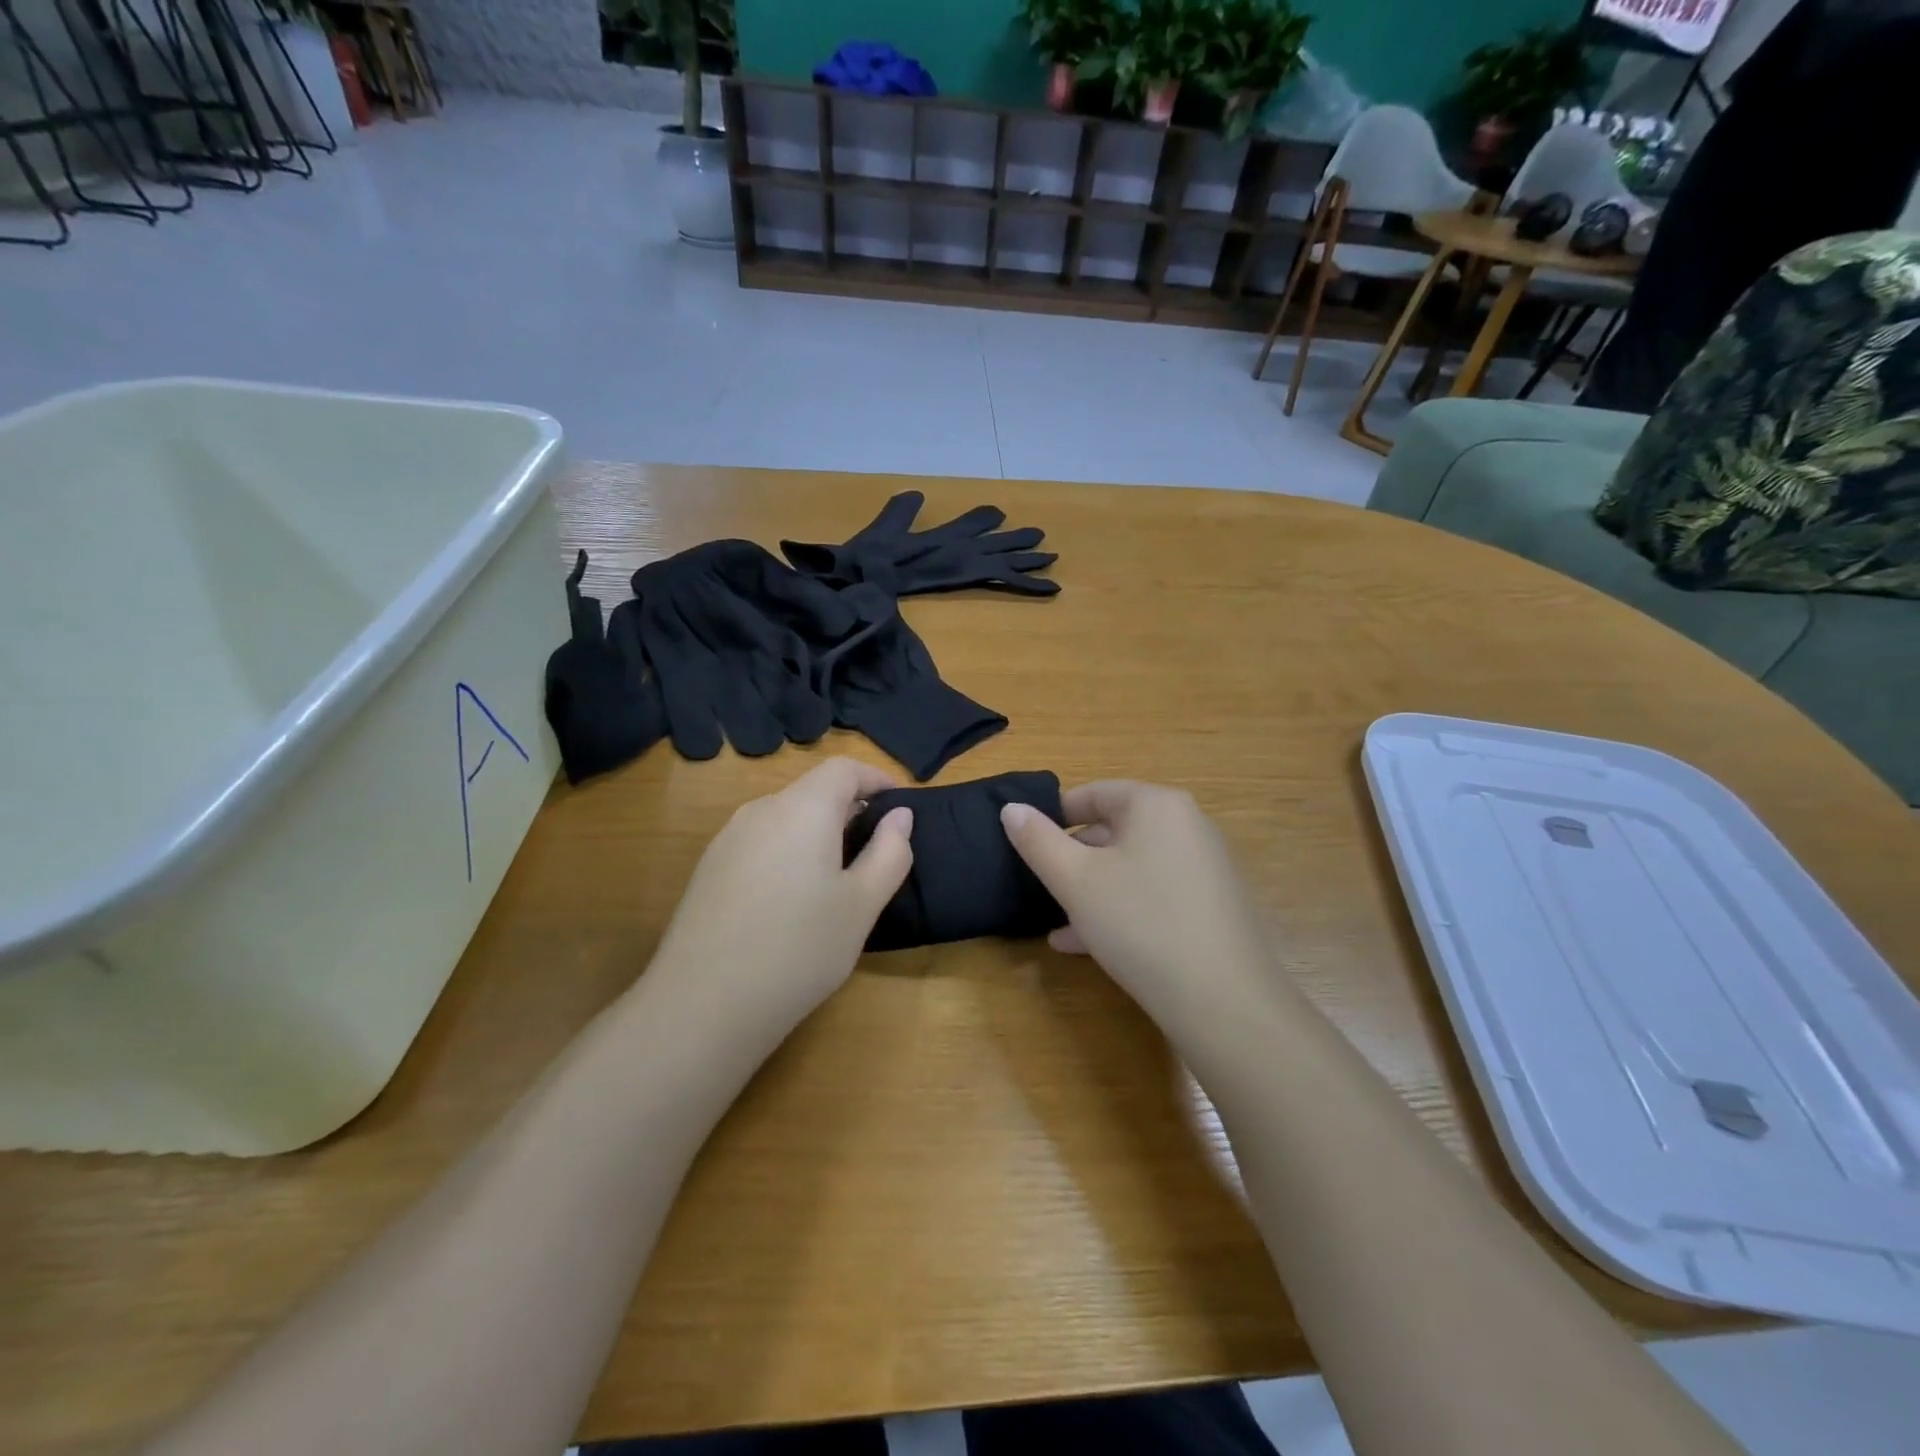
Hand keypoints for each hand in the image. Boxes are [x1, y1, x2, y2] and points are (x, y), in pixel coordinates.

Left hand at [642, 758, 912, 1062]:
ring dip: (818, 833)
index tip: (902, 807)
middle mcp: (761, 810)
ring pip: (785, 817)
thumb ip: (889, 853)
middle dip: (850, 809)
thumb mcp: (861, 905)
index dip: (877, 779)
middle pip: (813, 791)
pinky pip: (761, 843)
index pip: (844, 768)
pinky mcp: (709, 869)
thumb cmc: (799, 949)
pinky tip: (792, 901)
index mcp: (802, 809)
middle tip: (877, 850)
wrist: (703, 1006)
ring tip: (838, 879)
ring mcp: (728, 839)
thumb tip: (900, 816)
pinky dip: (788, 852)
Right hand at [1001, 782, 1282, 1046]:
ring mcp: (1204, 868)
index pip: (1096, 792)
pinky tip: (1087, 944)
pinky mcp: (1211, 906)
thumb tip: (1012, 809)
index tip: (1027, 842)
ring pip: (1132, 867)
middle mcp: (1187, 826)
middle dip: (1074, 857)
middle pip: (1115, 829)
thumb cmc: (1140, 924)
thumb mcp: (1075, 881)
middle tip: (1042, 885)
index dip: (1055, 814)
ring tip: (1057, 920)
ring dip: (1092, 889)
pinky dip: (1121, 908)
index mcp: (1157, 806)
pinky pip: (1155, 895)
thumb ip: (1037, 841)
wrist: (1224, 1003)